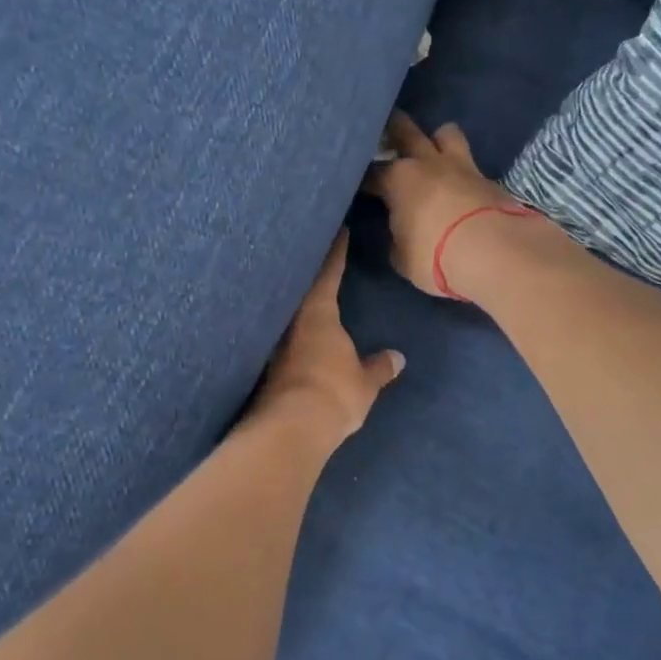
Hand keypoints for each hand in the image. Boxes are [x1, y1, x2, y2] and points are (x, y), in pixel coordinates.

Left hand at [255, 234, 404, 442]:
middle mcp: (291, 321)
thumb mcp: (364, 382)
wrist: (289, 429)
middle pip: (299, 288)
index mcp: (318, 313)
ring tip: (304, 294)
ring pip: (286, 313)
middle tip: (314, 254)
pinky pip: (279, 338)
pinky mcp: (263, 367)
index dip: (335, 252)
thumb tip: (397, 358)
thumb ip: (378, 368)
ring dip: (294, 303)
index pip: (328, 273)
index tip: (339, 231)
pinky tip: (292, 337)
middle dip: (307, 272)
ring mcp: (273, 343)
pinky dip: (287, 332)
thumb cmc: (333, 393)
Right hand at [364, 112, 544, 299]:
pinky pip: (471, 163)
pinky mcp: (489, 178)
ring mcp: (462, 166)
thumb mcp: (403, 257)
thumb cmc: (435, 255)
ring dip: (437, 139)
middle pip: (406, 132)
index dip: (363, 178)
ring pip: (446, 133)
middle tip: (387, 131)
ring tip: (433, 151)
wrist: (495, 252)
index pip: (372, 173)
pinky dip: (462, 171)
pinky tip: (461, 184)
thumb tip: (401, 231)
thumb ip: (398, 238)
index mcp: (398, 179)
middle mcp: (427, 163)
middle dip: (393, 128)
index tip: (358, 184)